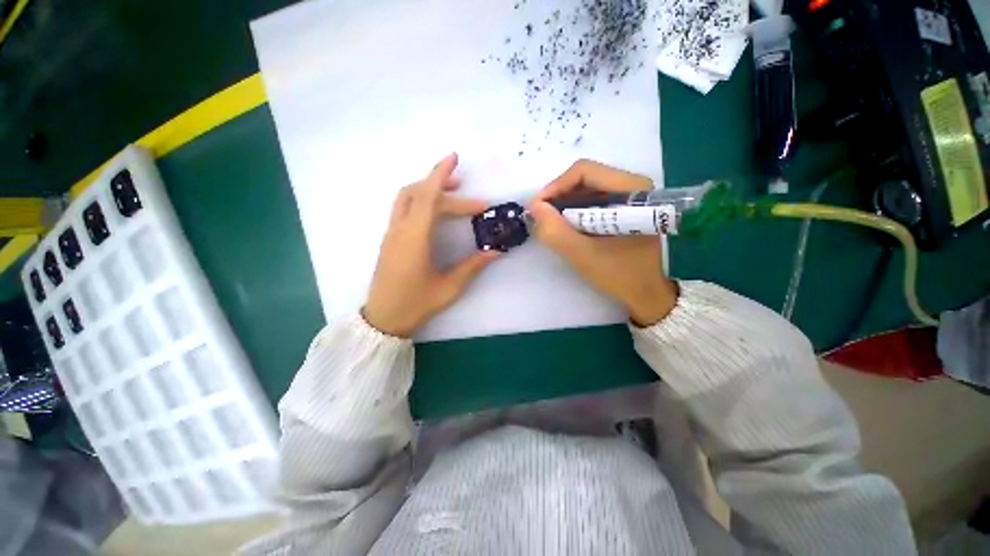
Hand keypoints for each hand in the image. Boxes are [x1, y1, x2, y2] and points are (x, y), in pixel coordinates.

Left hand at [364, 154, 497, 336]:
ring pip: (407, 198)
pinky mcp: (390, 239)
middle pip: (419, 193)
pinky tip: (437, 213)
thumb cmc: (416, 304)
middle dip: (446, 189)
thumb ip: (473, 266)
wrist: (383, 319)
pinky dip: (421, 201)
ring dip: (429, 190)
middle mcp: (400, 229)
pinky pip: (404, 209)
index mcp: (415, 238)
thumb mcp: (449, 287)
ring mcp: (392, 233)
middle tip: (475, 203)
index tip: (455, 158)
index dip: (440, 174)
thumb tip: (496, 251)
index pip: (428, 196)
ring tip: (454, 196)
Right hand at [528, 159, 677, 326]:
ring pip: (588, 189)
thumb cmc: (624, 276)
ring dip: (566, 205)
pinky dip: (577, 212)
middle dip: (559, 197)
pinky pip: (595, 201)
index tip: (537, 208)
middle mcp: (634, 185)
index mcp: (632, 189)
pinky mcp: (627, 209)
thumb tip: (533, 207)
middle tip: (542, 218)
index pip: (584, 171)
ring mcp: (632, 197)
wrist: (653, 294)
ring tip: (553, 225)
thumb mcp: (584, 256)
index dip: (555, 187)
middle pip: (586, 178)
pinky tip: (569, 228)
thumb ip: (556, 232)